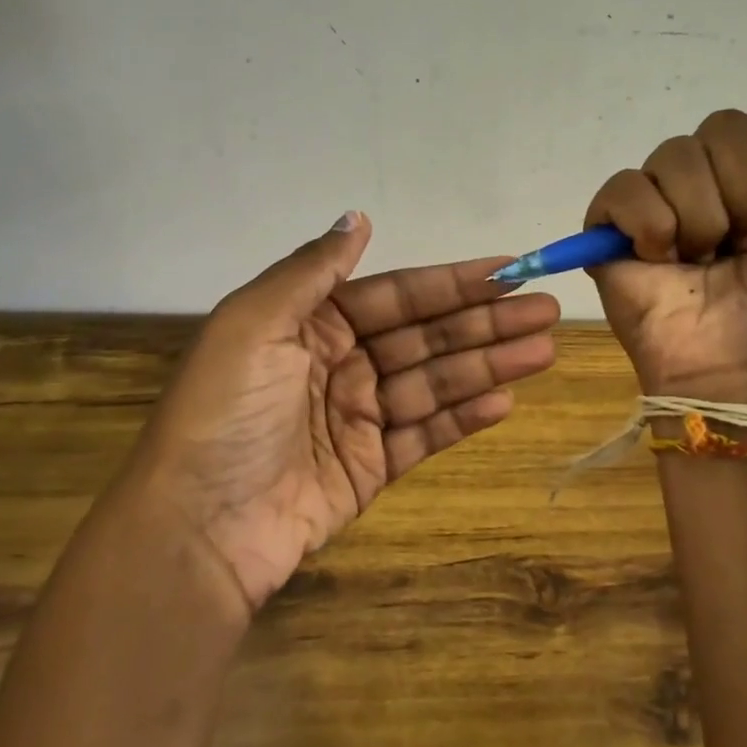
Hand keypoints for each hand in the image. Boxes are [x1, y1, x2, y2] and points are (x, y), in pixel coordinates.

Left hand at [118, 212, 559, 611]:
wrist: (198, 528)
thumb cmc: (226, 414)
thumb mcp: (254, 325)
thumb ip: (312, 271)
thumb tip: (358, 217)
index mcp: (311, 323)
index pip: (397, 295)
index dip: (453, 283)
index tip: (508, 271)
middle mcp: (339, 363)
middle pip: (425, 336)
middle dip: (485, 321)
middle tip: (547, 309)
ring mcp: (357, 417)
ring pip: (434, 382)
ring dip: (488, 365)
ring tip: (542, 350)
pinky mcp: (370, 467)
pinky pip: (425, 433)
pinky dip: (463, 417)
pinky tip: (505, 401)